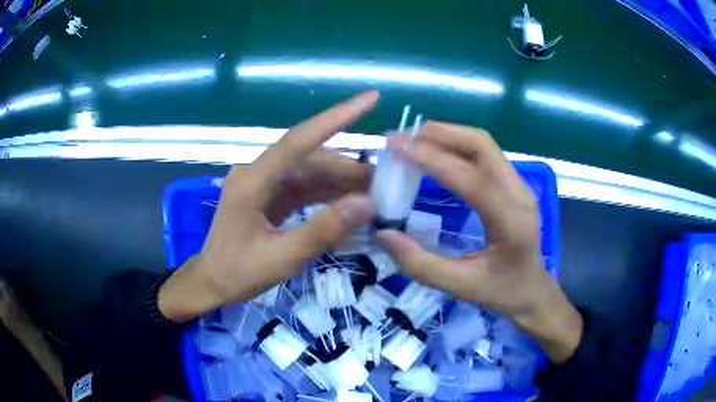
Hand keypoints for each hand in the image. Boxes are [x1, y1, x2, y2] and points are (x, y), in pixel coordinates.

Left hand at [158, 92, 378, 322]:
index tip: (371, 99)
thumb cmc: (238, 273)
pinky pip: (304, 188)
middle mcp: (258, 173)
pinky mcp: (270, 196)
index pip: (299, 140)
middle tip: (385, 184)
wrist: (212, 284)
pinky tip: (350, 205)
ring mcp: (264, 184)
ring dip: (341, 182)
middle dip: (348, 168)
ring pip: (310, 172)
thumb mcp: (281, 258)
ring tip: (373, 196)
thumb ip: (323, 230)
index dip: (336, 117)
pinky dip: (328, 195)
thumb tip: (367, 204)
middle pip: (310, 158)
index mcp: (252, 181)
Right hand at [377, 121, 581, 363]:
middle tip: (403, 138)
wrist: (533, 289)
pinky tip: (436, 151)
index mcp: (511, 223)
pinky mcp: (514, 183)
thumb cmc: (501, 291)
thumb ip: (421, 265)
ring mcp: (520, 185)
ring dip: (448, 135)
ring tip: (413, 139)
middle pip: (483, 146)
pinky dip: (457, 145)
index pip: (473, 179)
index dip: (434, 160)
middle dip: (441, 134)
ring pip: (484, 145)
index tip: (397, 148)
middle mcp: (520, 194)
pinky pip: (485, 154)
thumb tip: (384, 234)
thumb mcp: (460, 287)